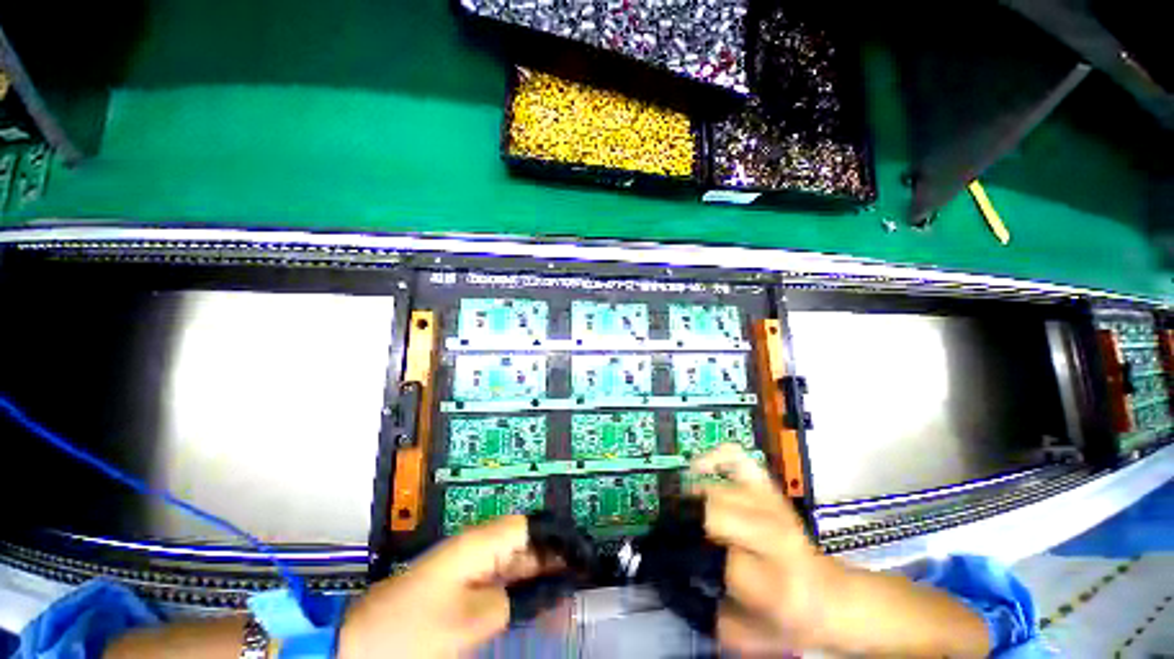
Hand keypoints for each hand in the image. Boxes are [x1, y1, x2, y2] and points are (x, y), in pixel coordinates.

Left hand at [338, 515, 557, 658]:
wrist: (364, 643)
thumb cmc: (415, 628)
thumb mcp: (469, 619)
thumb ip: (511, 601)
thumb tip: (542, 591)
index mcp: (481, 543)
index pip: (529, 527)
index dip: (556, 538)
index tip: (579, 556)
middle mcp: (479, 547)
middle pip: (526, 544)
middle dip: (553, 560)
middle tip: (580, 580)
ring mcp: (471, 567)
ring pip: (516, 564)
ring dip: (541, 578)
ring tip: (567, 596)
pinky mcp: (465, 586)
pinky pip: (503, 582)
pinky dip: (523, 592)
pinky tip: (538, 606)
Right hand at [691, 445, 990, 657]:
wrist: (830, 597)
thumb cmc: (790, 620)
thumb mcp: (752, 637)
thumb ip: (711, 618)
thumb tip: (675, 586)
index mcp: (778, 583)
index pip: (724, 561)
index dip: (697, 562)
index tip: (678, 560)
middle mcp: (777, 536)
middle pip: (716, 513)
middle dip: (691, 523)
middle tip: (675, 531)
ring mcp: (773, 505)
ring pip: (719, 488)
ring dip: (694, 497)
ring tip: (683, 509)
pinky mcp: (769, 488)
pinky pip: (737, 458)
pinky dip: (715, 457)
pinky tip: (698, 468)